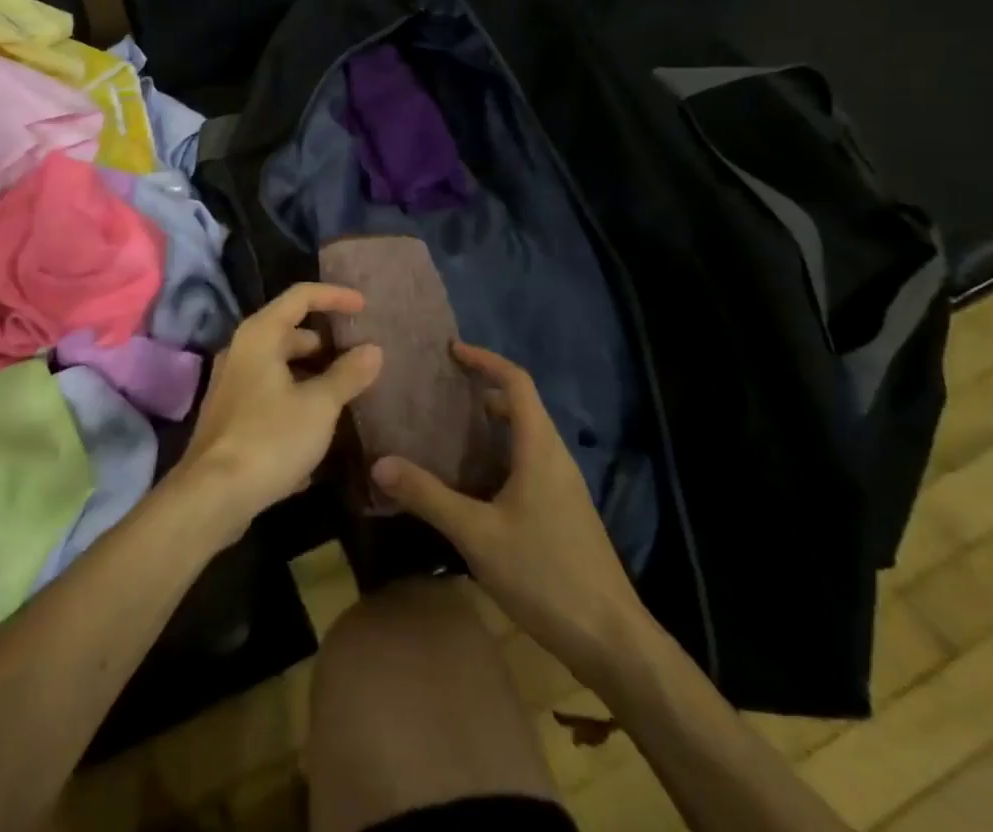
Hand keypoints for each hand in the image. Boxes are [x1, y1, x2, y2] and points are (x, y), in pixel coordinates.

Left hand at [173, 283, 382, 544]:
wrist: (212, 496)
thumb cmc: (270, 438)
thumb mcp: (319, 406)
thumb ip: (347, 374)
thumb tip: (373, 349)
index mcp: (260, 335)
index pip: (301, 296)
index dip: (335, 296)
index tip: (365, 308)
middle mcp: (242, 350)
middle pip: (290, 331)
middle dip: (326, 342)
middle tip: (359, 357)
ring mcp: (233, 383)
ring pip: (281, 366)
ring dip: (313, 374)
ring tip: (347, 392)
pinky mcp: (231, 415)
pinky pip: (271, 393)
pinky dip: (297, 399)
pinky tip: (320, 427)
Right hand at [372, 343, 652, 690]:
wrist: (612, 641)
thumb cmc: (546, 574)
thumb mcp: (477, 535)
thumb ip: (428, 497)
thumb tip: (380, 463)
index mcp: (540, 449)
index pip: (517, 383)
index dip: (486, 360)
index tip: (452, 351)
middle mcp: (556, 458)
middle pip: (522, 406)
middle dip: (483, 391)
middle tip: (441, 393)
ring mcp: (564, 488)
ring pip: (526, 438)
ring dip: (491, 427)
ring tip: (449, 434)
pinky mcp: (564, 513)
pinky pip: (529, 465)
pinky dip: (500, 456)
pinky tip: (473, 486)